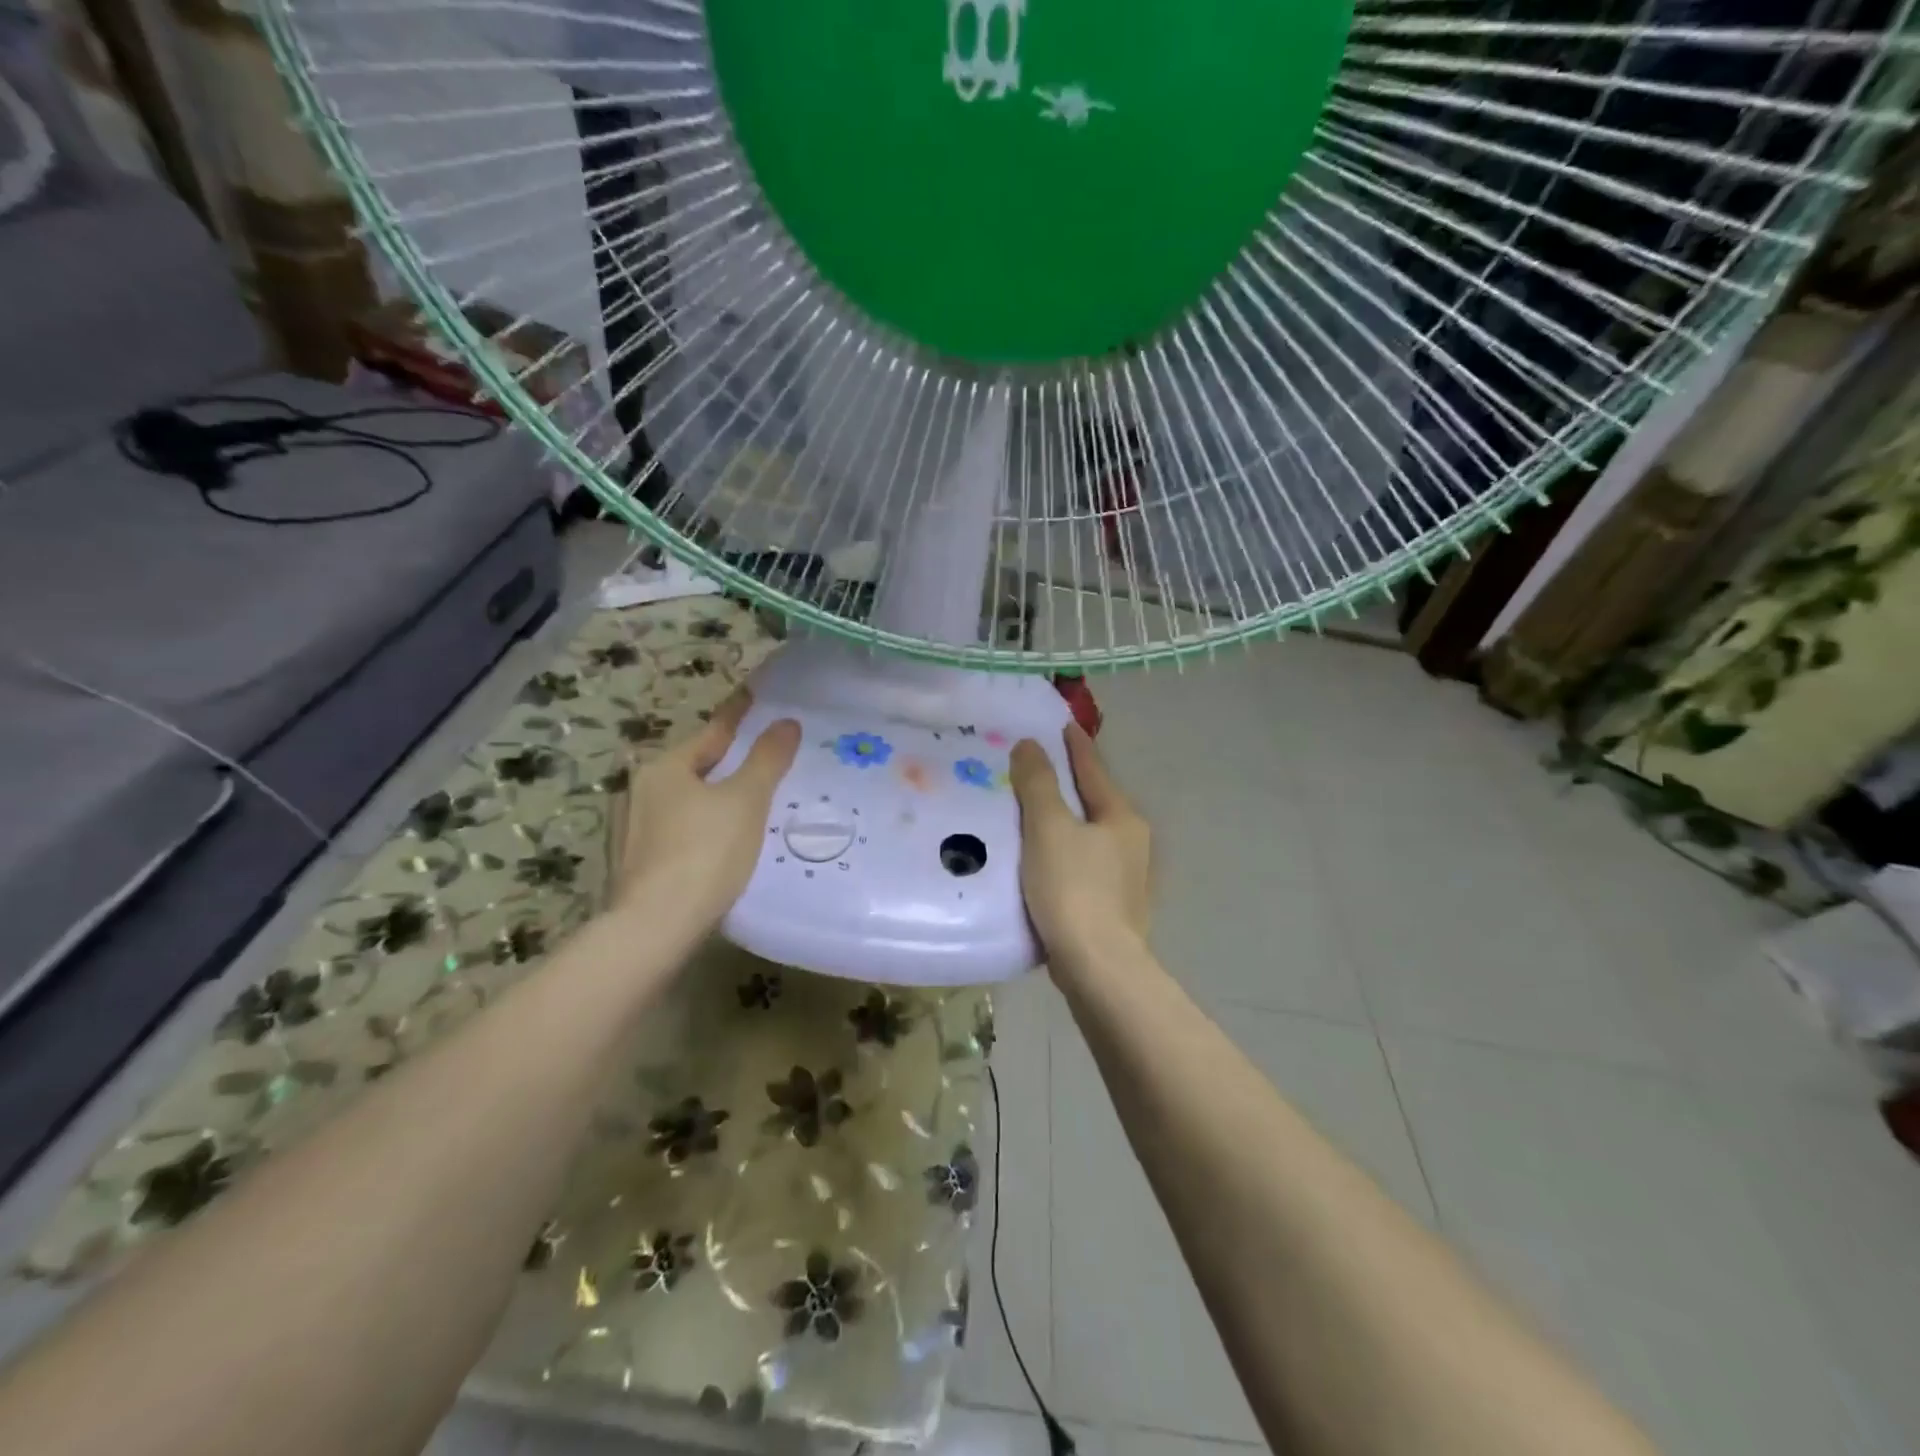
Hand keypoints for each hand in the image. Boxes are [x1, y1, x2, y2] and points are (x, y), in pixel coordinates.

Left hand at [614, 690, 800, 936]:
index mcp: (666, 768)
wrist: (655, 927)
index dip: (739, 715)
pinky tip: (720, 842)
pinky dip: (701, 826)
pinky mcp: (635, 862)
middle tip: (762, 756)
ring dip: (713, 796)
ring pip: (685, 800)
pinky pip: (678, 830)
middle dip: (727, 760)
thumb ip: (767, 759)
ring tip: (747, 802)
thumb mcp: (746, 801)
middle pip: (696, 766)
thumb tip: (786, 722)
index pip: (713, 731)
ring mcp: (633, 829)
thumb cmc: (705, 853)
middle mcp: (641, 790)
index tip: (755, 696)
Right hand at [1010, 724, 1151, 972]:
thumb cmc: (1073, 889)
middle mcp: (1131, 843)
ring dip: (1065, 820)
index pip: (1094, 770)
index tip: (1063, 725)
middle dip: (1069, 783)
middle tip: (1038, 767)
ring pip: (1089, 835)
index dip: (1076, 746)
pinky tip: (1043, 860)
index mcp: (1121, 818)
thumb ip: (1038, 784)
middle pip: (1095, 801)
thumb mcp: (1049, 828)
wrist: (1098, 967)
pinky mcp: (1112, 907)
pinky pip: (1082, 864)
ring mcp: (1125, 878)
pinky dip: (1063, 852)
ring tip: (1033, 812)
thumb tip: (1030, 745)